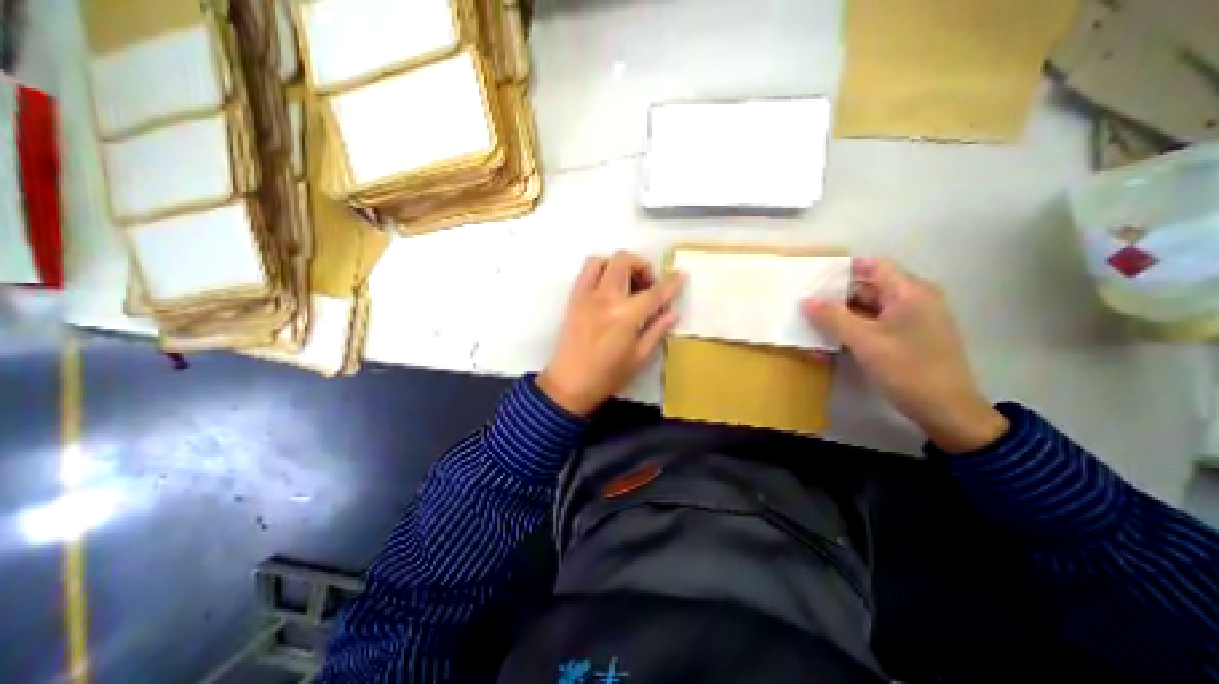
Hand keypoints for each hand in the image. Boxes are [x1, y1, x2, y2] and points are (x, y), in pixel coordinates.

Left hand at [540, 252, 684, 417]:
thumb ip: (657, 331)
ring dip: (618, 265)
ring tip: (627, 283)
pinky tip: (608, 288)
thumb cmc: (607, 376)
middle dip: (642, 266)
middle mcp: (605, 298)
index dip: (671, 282)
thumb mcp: (639, 357)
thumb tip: (673, 313)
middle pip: (624, 261)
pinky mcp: (573, 299)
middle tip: (648, 286)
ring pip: (602, 260)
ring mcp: (585, 296)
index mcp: (625, 316)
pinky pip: (585, 272)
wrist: (569, 384)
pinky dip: (600, 270)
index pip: (654, 292)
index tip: (681, 274)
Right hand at [801, 257, 1009, 453]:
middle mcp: (914, 300)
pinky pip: (875, 325)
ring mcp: (912, 320)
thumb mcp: (864, 341)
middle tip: (807, 304)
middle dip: (837, 296)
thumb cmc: (907, 369)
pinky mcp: (908, 338)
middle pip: (869, 287)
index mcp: (909, 292)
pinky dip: (853, 330)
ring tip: (813, 325)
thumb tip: (806, 301)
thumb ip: (833, 317)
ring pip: (869, 308)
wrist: (947, 410)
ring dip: (842, 316)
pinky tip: (831, 343)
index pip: (873, 265)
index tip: (814, 278)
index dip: (843, 269)